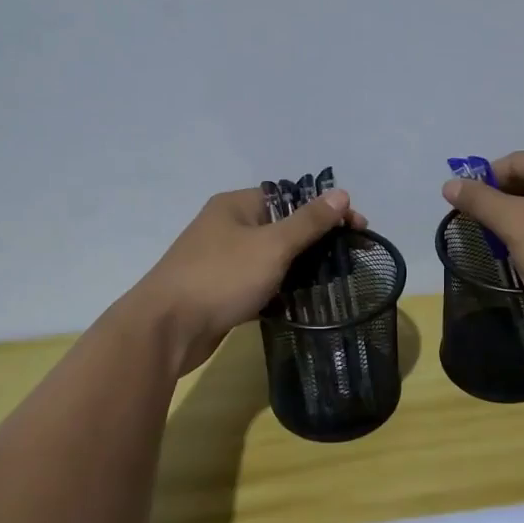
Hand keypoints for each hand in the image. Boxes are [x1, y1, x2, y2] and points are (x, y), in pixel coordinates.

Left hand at [128, 187, 367, 375]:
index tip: (357, 229)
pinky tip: (303, 302)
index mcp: (237, 205)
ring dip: (301, 267)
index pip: (292, 197)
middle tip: (349, 258)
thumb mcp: (272, 246)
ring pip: (273, 257)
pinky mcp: (222, 291)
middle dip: (317, 240)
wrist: (166, 329)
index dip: (327, 210)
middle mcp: (228, 227)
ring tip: (333, 282)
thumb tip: (341, 193)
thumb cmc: (221, 278)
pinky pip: (260, 282)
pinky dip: (281, 289)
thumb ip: (308, 222)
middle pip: (284, 226)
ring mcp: (222, 260)